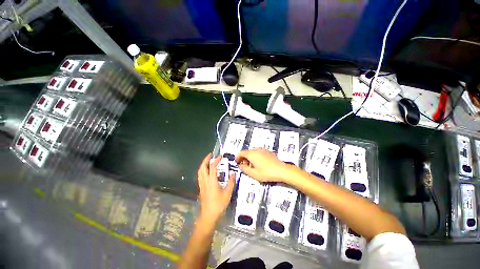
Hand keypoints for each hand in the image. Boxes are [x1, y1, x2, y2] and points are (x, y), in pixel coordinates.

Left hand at [197, 153, 234, 222]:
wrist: (209, 215)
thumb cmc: (219, 204)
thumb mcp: (228, 193)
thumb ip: (231, 182)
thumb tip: (233, 173)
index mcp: (212, 181)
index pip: (213, 167)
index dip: (217, 160)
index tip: (221, 156)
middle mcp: (205, 181)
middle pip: (203, 167)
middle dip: (206, 159)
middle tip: (210, 155)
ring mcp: (202, 184)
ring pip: (200, 171)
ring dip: (203, 164)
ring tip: (208, 161)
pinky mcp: (201, 188)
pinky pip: (200, 175)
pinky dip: (202, 170)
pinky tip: (206, 171)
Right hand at [236, 149, 295, 182]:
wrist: (281, 170)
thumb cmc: (267, 172)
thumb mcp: (253, 174)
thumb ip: (244, 169)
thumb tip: (240, 166)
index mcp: (251, 154)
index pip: (241, 153)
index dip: (237, 157)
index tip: (237, 162)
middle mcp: (256, 150)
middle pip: (246, 152)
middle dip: (244, 158)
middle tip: (244, 166)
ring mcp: (262, 150)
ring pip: (252, 152)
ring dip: (249, 157)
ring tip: (252, 166)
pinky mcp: (267, 151)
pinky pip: (258, 152)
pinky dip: (255, 156)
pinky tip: (259, 164)